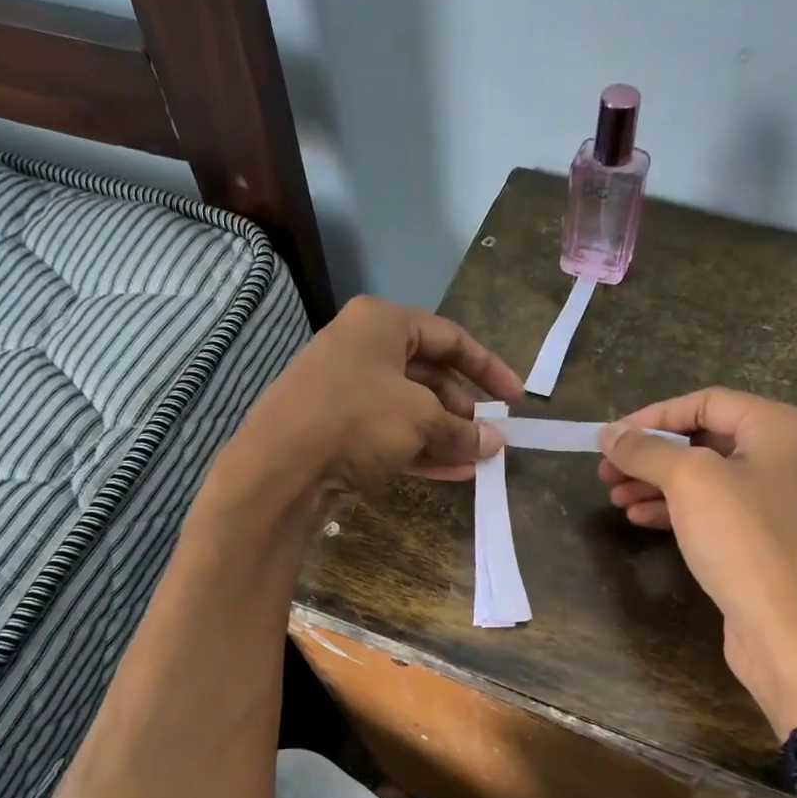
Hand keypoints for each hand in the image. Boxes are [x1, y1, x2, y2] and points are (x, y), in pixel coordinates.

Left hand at [218, 295, 522, 508]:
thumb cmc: (357, 419)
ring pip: (411, 410)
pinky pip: (391, 435)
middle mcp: (363, 350)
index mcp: (381, 324)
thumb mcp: (420, 419)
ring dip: (447, 435)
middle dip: (465, 409)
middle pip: (430, 375)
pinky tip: (455, 473)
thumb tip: (495, 443)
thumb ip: (462, 430)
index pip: (450, 338)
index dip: (488, 368)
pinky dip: (422, 451)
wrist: (280, 466)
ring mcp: (348, 391)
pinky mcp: (339, 430)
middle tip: (492, 437)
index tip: (516, 398)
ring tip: (480, 460)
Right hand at [597, 388, 796, 734]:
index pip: (706, 402)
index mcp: (780, 426)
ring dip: (655, 483)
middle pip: (703, 440)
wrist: (786, 626)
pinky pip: (711, 509)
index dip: (653, 417)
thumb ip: (646, 450)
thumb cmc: (743, 539)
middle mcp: (783, 455)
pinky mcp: (760, 536)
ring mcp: (774, 498)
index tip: (611, 439)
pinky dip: (674, 509)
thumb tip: (609, 433)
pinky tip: (639, 518)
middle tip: (605, 471)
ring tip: (614, 496)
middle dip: (650, 454)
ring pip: (703, 478)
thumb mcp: (689, 481)